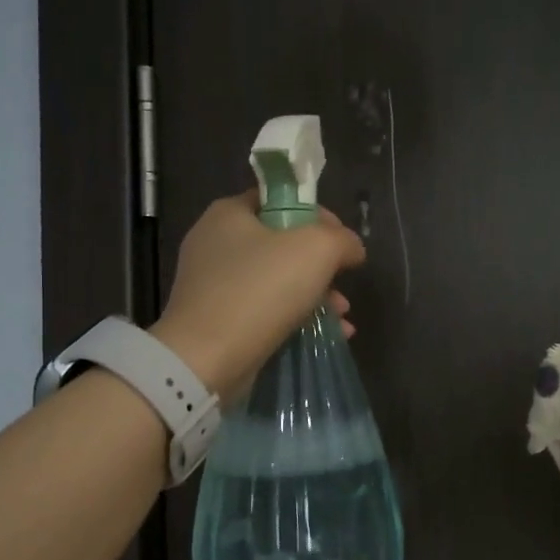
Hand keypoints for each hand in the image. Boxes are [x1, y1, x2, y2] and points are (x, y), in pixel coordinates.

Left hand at [152, 192, 364, 397]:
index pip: (279, 200)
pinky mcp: (217, 321)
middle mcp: (215, 243)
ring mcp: (213, 285)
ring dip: (315, 296)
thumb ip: (341, 240)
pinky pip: (265, 311)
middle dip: (321, 266)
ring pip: (277, 281)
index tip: (341, 240)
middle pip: (282, 244)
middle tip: (343, 283)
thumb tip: (352, 247)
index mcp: (229, 213)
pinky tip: (327, 335)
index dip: (317, 214)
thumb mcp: (315, 250)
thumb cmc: (260, 291)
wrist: (207, 359)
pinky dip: (295, 319)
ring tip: (342, 317)